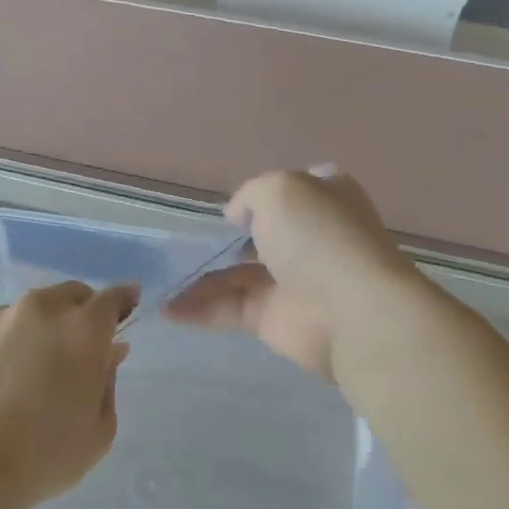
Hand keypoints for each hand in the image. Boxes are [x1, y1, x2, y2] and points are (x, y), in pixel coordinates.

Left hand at [0, 280, 137, 508]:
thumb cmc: (42, 457)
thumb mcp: (98, 431)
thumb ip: (107, 381)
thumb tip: (108, 353)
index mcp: (83, 330)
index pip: (112, 298)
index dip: (124, 299)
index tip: (129, 303)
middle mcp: (41, 310)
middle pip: (71, 295)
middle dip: (83, 312)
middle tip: (81, 345)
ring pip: (32, 310)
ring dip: (43, 327)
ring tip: (34, 367)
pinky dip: (9, 342)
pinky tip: (0, 377)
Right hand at [163, 169, 421, 381]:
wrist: (348, 309)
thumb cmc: (318, 236)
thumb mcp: (279, 189)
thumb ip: (250, 195)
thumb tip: (237, 217)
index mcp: (321, 198)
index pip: (294, 190)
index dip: (264, 195)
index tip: (232, 205)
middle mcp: (308, 237)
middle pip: (260, 235)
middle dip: (226, 239)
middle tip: (183, 242)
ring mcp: (291, 280)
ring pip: (237, 274)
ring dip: (200, 278)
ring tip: (159, 279)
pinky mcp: (273, 318)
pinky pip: (229, 308)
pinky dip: (198, 308)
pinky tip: (167, 309)